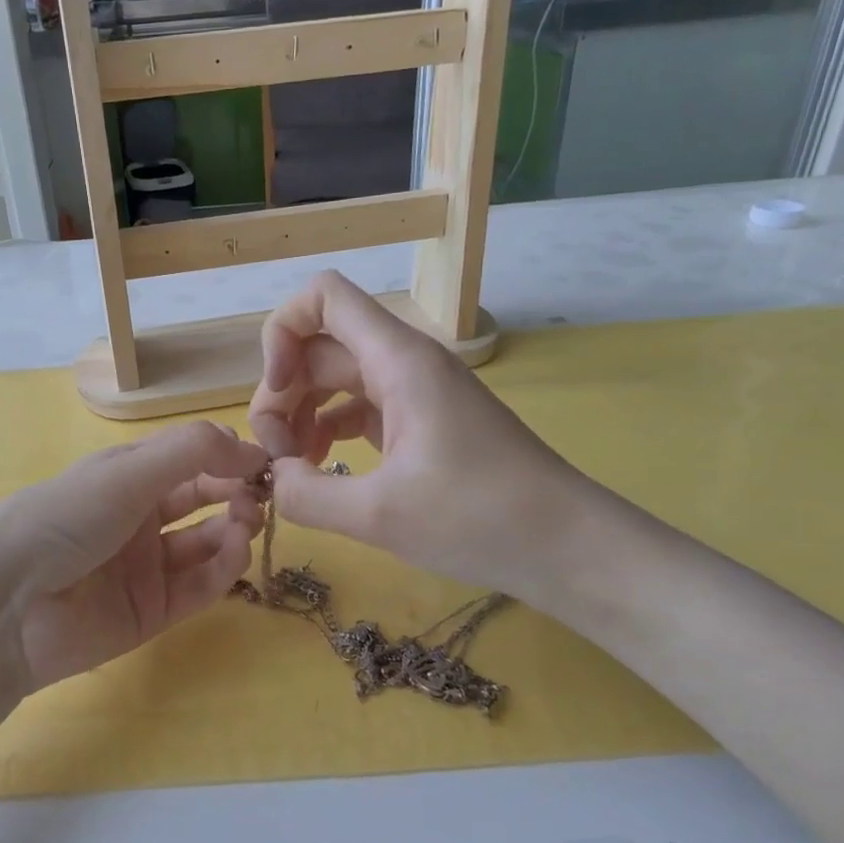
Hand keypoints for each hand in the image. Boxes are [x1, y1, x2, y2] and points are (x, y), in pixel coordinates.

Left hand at [0, 421, 267, 690]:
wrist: (10, 603)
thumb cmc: (67, 518)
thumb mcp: (127, 472)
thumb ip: (192, 451)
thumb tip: (249, 447)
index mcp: (127, 476)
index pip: (190, 459)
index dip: (227, 458)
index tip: (265, 463)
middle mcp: (139, 517)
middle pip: (203, 499)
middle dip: (236, 493)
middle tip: (260, 497)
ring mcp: (146, 566)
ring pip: (206, 544)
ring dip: (234, 530)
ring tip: (247, 525)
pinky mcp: (152, 611)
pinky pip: (198, 586)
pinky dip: (222, 568)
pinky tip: (233, 552)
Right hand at [246, 271, 593, 602]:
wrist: (569, 546)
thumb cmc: (481, 519)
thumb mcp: (380, 515)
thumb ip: (307, 495)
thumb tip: (274, 479)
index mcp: (398, 360)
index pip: (322, 297)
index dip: (282, 332)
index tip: (276, 390)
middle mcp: (404, 362)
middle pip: (319, 347)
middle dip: (282, 393)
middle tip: (276, 456)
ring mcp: (416, 392)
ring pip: (336, 379)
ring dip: (302, 414)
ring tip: (293, 469)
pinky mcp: (423, 421)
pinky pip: (359, 407)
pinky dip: (329, 430)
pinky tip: (323, 471)